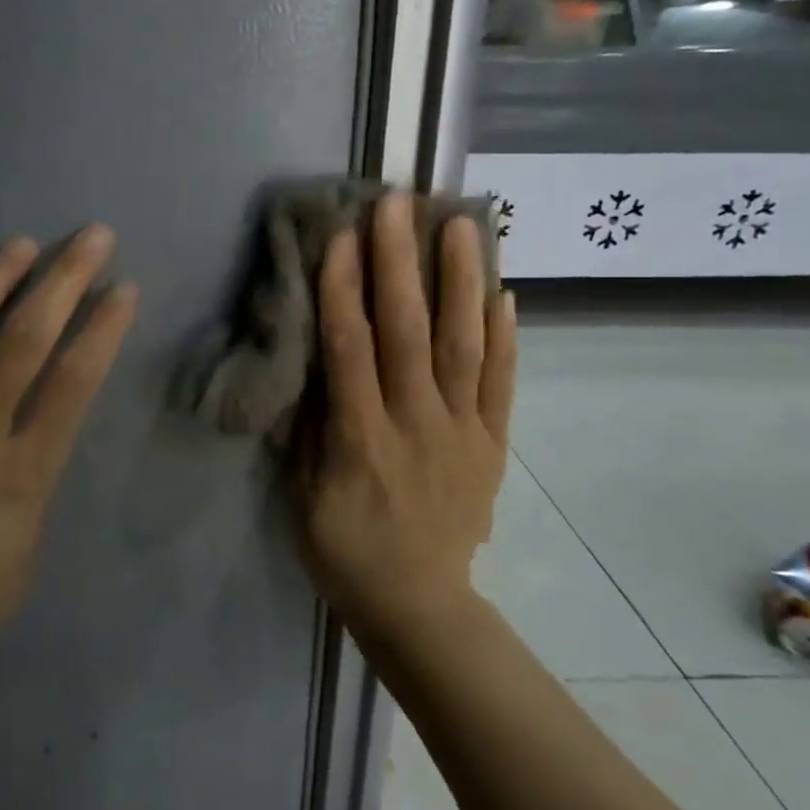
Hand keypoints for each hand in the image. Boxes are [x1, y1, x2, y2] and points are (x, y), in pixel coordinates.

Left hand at [0, 226, 138, 716]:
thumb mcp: (28, 549)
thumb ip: (35, 480)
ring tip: (17, 244)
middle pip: (26, 337)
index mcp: (24, 466)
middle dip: (64, 279)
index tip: (125, 287)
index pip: (74, 378)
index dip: (103, 327)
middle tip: (91, 236)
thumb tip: (29, 438)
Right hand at [296, 192, 516, 644]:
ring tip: (464, 223)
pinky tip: (504, 292)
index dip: (345, 290)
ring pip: (465, 346)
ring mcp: (463, 431)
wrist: (418, 605)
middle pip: (409, 333)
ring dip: (462, 282)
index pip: (351, 350)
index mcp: (361, 439)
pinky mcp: (493, 443)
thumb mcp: (303, 496)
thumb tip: (313, 359)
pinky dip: (505, 337)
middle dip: (401, 263)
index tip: (344, 235)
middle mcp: (416, 424)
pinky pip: (503, 383)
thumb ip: (310, 426)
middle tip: (399, 204)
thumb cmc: (345, 550)